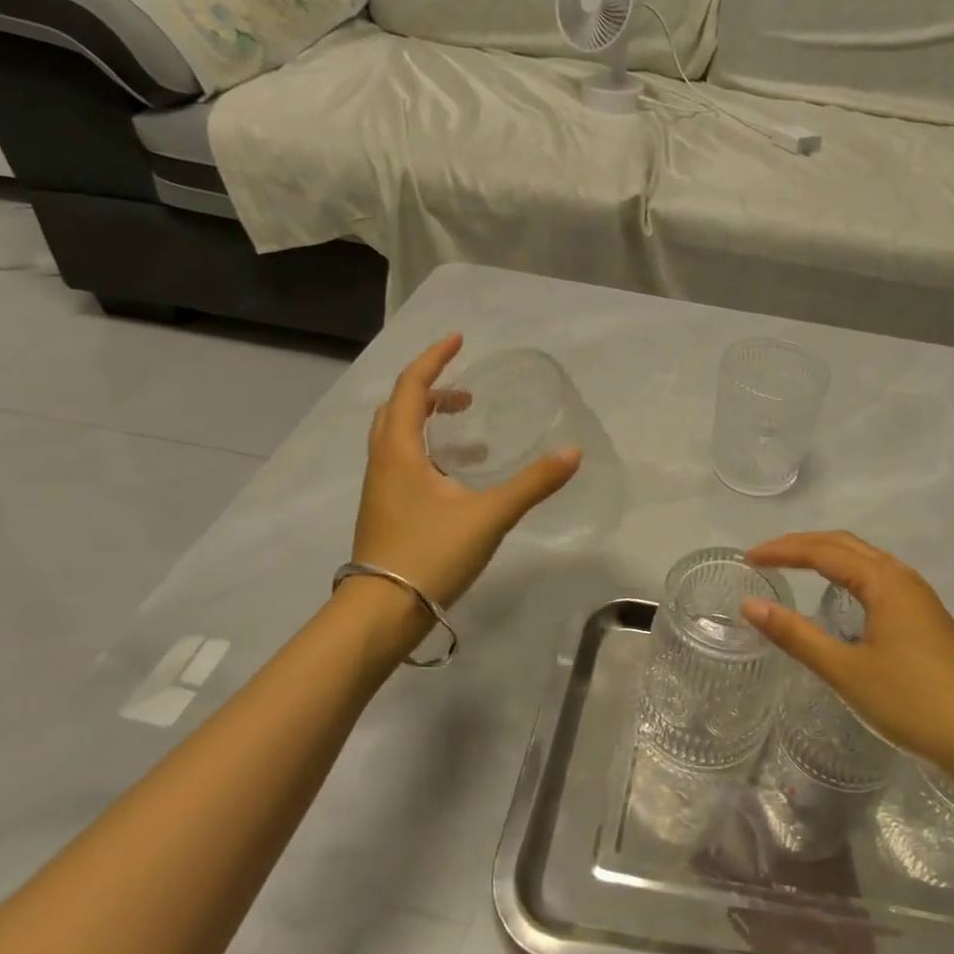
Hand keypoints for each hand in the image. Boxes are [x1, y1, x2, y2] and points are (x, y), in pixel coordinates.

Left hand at [351, 335, 581, 608]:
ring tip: (469, 429)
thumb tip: (573, 452)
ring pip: (398, 438)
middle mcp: (383, 462)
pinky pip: (403, 463)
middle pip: (399, 409)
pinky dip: (429, 452)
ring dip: (429, 422)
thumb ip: (533, 483)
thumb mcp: (489, 515)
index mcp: (399, 451)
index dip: (434, 360)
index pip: (412, 388)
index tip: (458, 339)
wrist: (382, 613)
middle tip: (466, 392)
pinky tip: (460, 478)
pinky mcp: (386, 511)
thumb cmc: (430, 554)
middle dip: (431, 391)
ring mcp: (380, 489)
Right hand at [740, 531, 953, 776]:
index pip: (822, 551)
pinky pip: (879, 577)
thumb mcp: (846, 671)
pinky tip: (842, 594)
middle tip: (765, 556)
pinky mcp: (928, 618)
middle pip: (845, 545)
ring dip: (827, 555)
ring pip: (866, 559)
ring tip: (795, 566)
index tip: (748, 558)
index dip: (782, 551)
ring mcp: (920, 597)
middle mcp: (903, 577)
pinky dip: (849, 572)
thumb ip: (796, 635)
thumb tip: (749, 604)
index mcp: (884, 581)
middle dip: (802, 544)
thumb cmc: (912, 703)